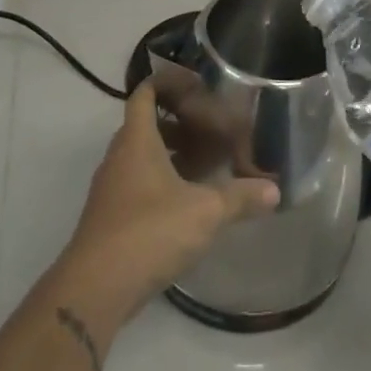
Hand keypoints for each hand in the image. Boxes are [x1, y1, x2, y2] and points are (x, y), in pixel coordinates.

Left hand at [57, 82, 279, 322]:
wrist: (95, 288)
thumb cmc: (149, 231)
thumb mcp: (205, 211)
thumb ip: (240, 197)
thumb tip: (274, 190)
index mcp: (136, 140)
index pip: (145, 93)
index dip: (168, 82)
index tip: (197, 84)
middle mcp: (119, 157)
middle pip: (146, 125)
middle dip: (178, 123)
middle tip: (212, 129)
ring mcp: (111, 189)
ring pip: (142, 158)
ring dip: (171, 155)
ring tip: (207, 165)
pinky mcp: (111, 218)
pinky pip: (139, 185)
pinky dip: (163, 183)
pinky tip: (189, 203)